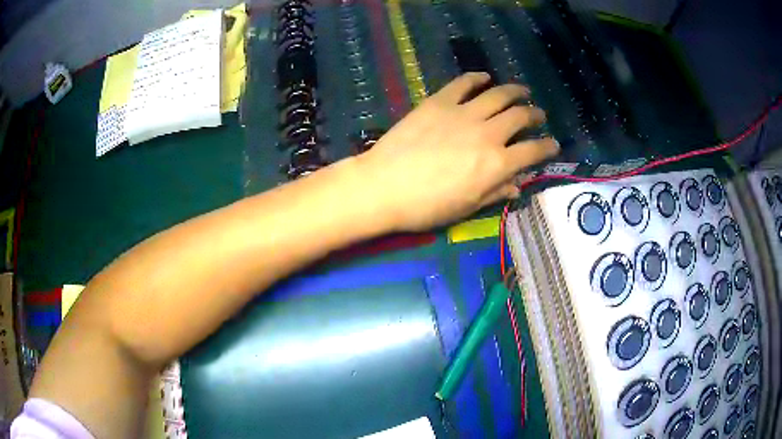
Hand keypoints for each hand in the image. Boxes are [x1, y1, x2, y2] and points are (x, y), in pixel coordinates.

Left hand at [355, 72, 558, 231]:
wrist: (383, 186)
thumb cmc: (426, 206)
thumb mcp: (466, 208)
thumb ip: (495, 193)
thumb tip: (517, 186)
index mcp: (496, 164)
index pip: (533, 151)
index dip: (547, 147)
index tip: (553, 144)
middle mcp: (488, 134)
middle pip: (520, 117)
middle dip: (535, 114)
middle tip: (539, 114)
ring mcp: (463, 113)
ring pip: (498, 94)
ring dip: (515, 91)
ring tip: (522, 90)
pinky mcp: (439, 102)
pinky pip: (463, 83)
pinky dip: (476, 78)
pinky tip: (484, 77)